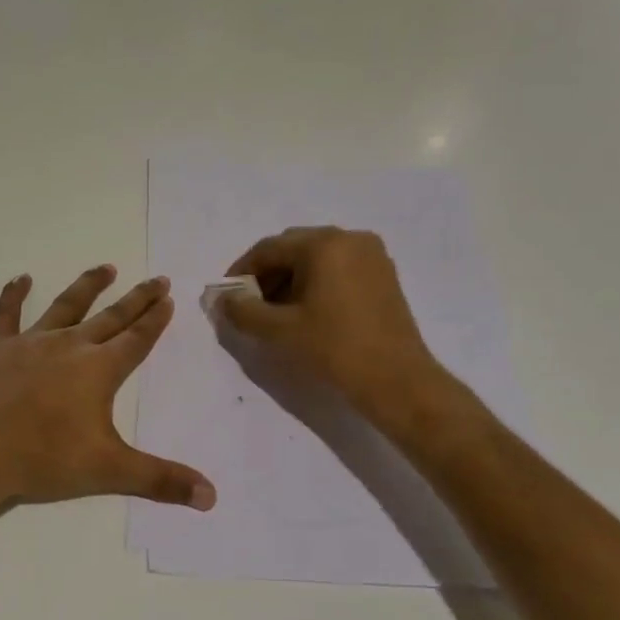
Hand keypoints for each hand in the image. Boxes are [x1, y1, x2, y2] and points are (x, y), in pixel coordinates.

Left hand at [0, 266, 215, 511]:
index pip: (137, 339)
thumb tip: (212, 497)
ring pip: (66, 306)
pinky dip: (13, 296)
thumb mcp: (110, 471)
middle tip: (156, 279)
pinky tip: (21, 278)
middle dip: (136, 298)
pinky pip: (7, 315)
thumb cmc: (45, 459)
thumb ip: (162, 479)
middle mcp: (70, 346)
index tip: (169, 298)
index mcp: (99, 370)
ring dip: (88, 286)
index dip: (155, 320)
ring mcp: (31, 343)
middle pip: (111, 317)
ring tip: (106, 268)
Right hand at [218, 226, 447, 416]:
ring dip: (291, 278)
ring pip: (317, 258)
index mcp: (324, 244)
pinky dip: (316, 282)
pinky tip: (306, 311)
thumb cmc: (334, 349)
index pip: (269, 248)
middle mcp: (350, 239)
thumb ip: (243, 310)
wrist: (396, 380)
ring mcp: (372, 256)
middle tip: (250, 304)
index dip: (242, 270)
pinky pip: (338, 268)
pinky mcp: (383, 275)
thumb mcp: (279, 331)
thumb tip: (224, 299)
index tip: (228, 295)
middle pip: (294, 248)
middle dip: (268, 273)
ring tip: (276, 312)